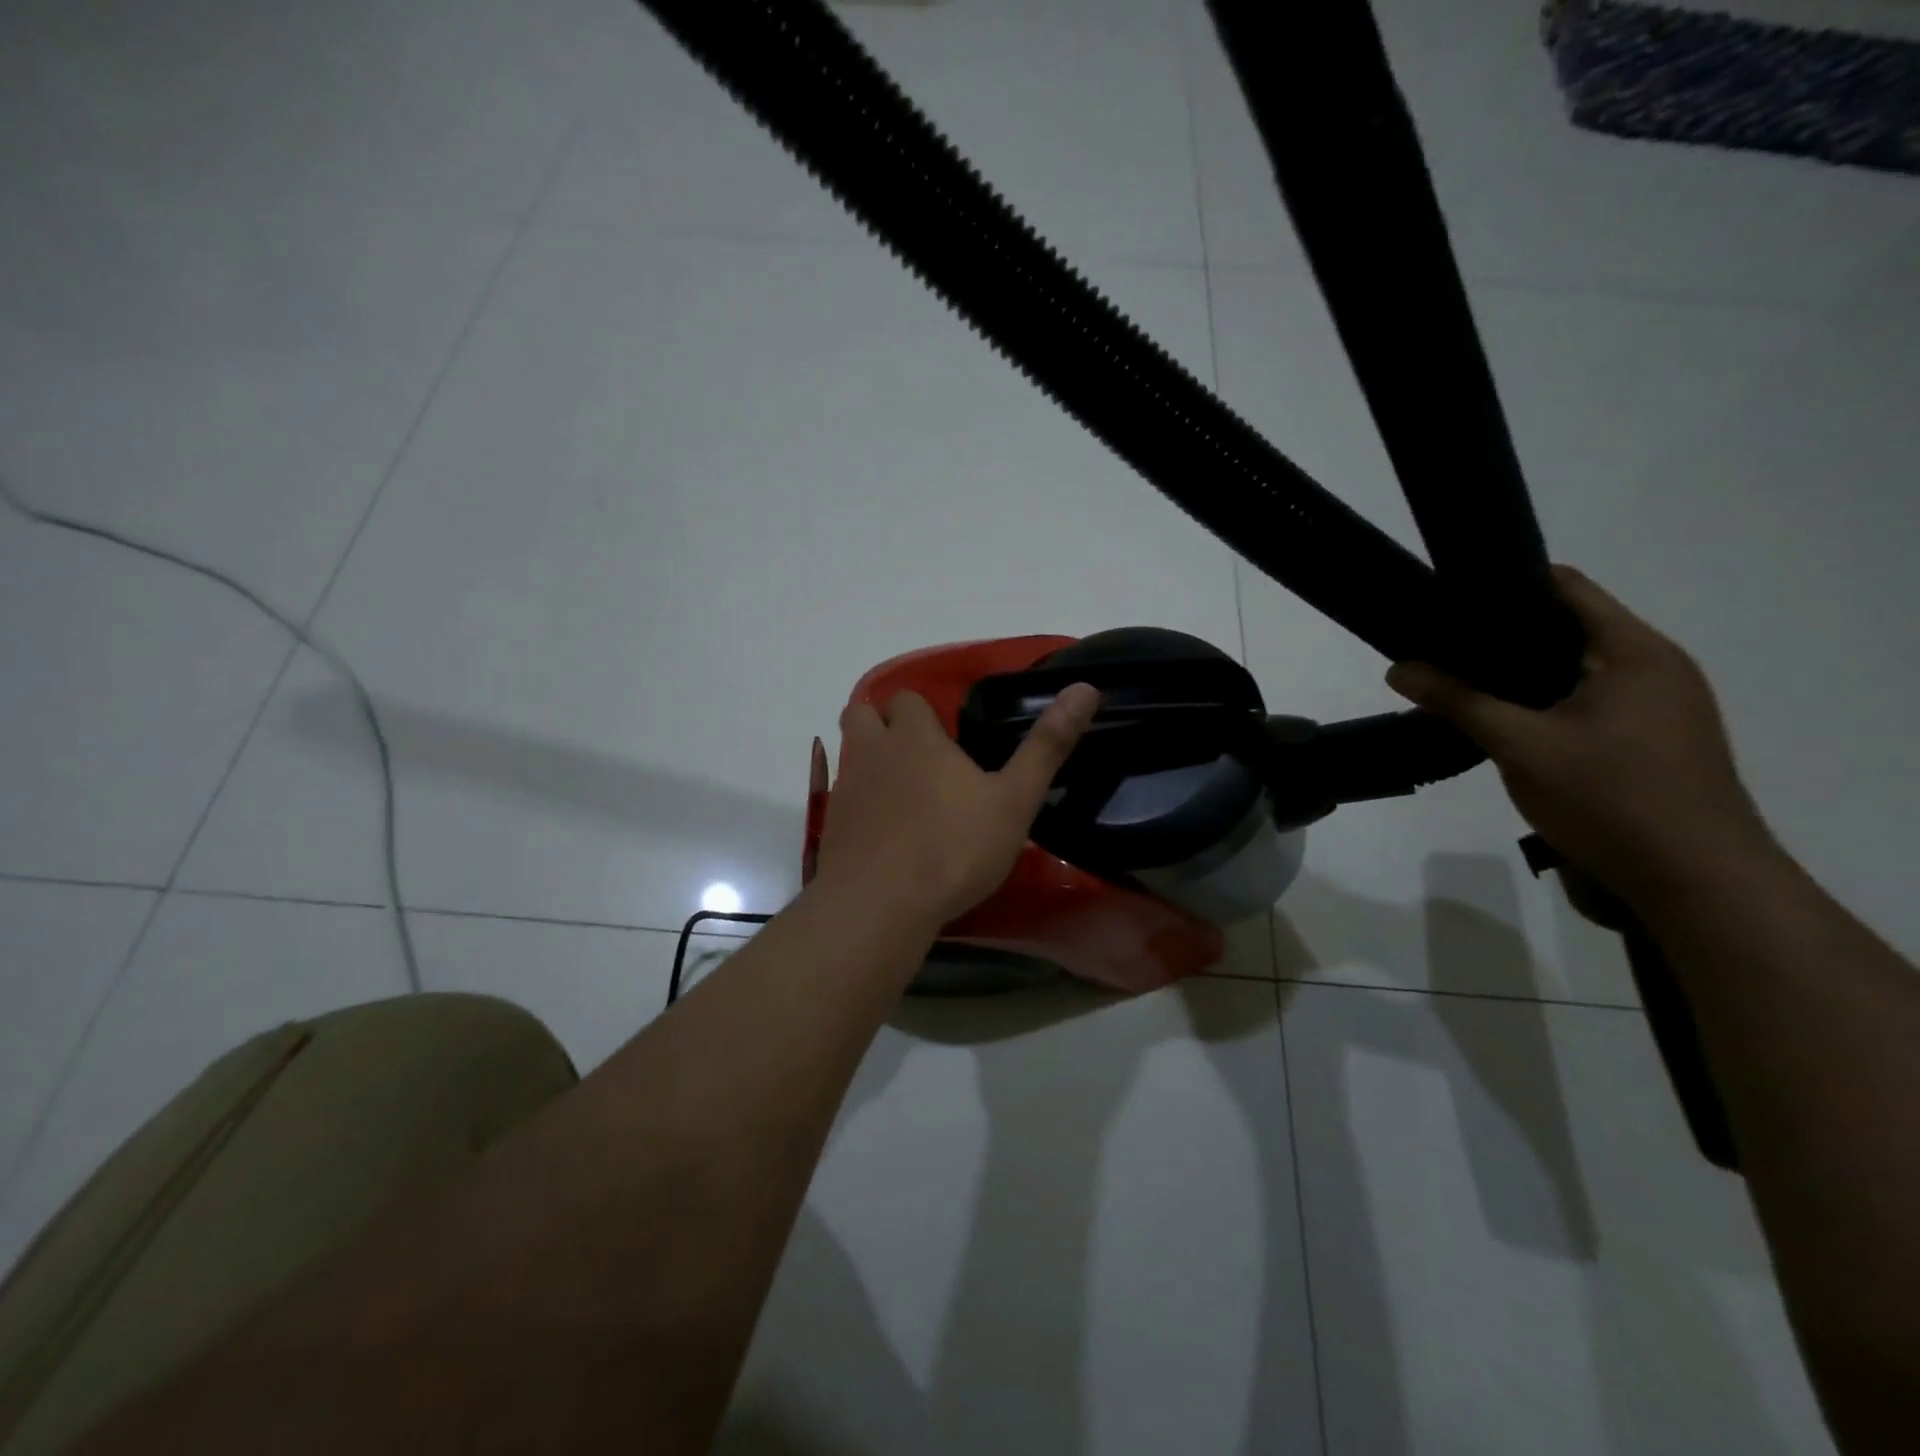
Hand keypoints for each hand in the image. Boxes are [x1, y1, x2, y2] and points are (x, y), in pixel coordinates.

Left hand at [814, 683, 1100, 927]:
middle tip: (918, 756)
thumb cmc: (953, 847)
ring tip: (905, 796)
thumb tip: (1086, 688)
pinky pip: (844, 800)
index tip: (946, 736)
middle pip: (861, 715)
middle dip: (883, 725)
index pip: (907, 698)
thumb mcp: (1014, 800)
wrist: (879, 905)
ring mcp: (845, 789)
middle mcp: (872, 752)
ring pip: (851, 757)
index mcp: (915, 737)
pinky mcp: (831, 826)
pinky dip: (861, 806)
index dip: (923, 712)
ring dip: (871, 764)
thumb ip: (1047, 746)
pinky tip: (886, 836)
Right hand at [1386, 566, 1777, 907]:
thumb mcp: (1521, 747)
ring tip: (1463, 681)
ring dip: (1522, 671)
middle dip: (1502, 632)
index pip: (1564, 587)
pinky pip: (1589, 697)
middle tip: (1441, 646)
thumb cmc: (1612, 800)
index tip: (1447, 599)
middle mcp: (1655, 665)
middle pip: (1568, 626)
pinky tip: (1507, 720)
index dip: (1504, 584)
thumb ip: (1458, 702)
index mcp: (1633, 651)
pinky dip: (1545, 699)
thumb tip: (1397, 668)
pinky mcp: (1655, 736)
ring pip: (1576, 667)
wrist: (1698, 882)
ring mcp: (1661, 703)